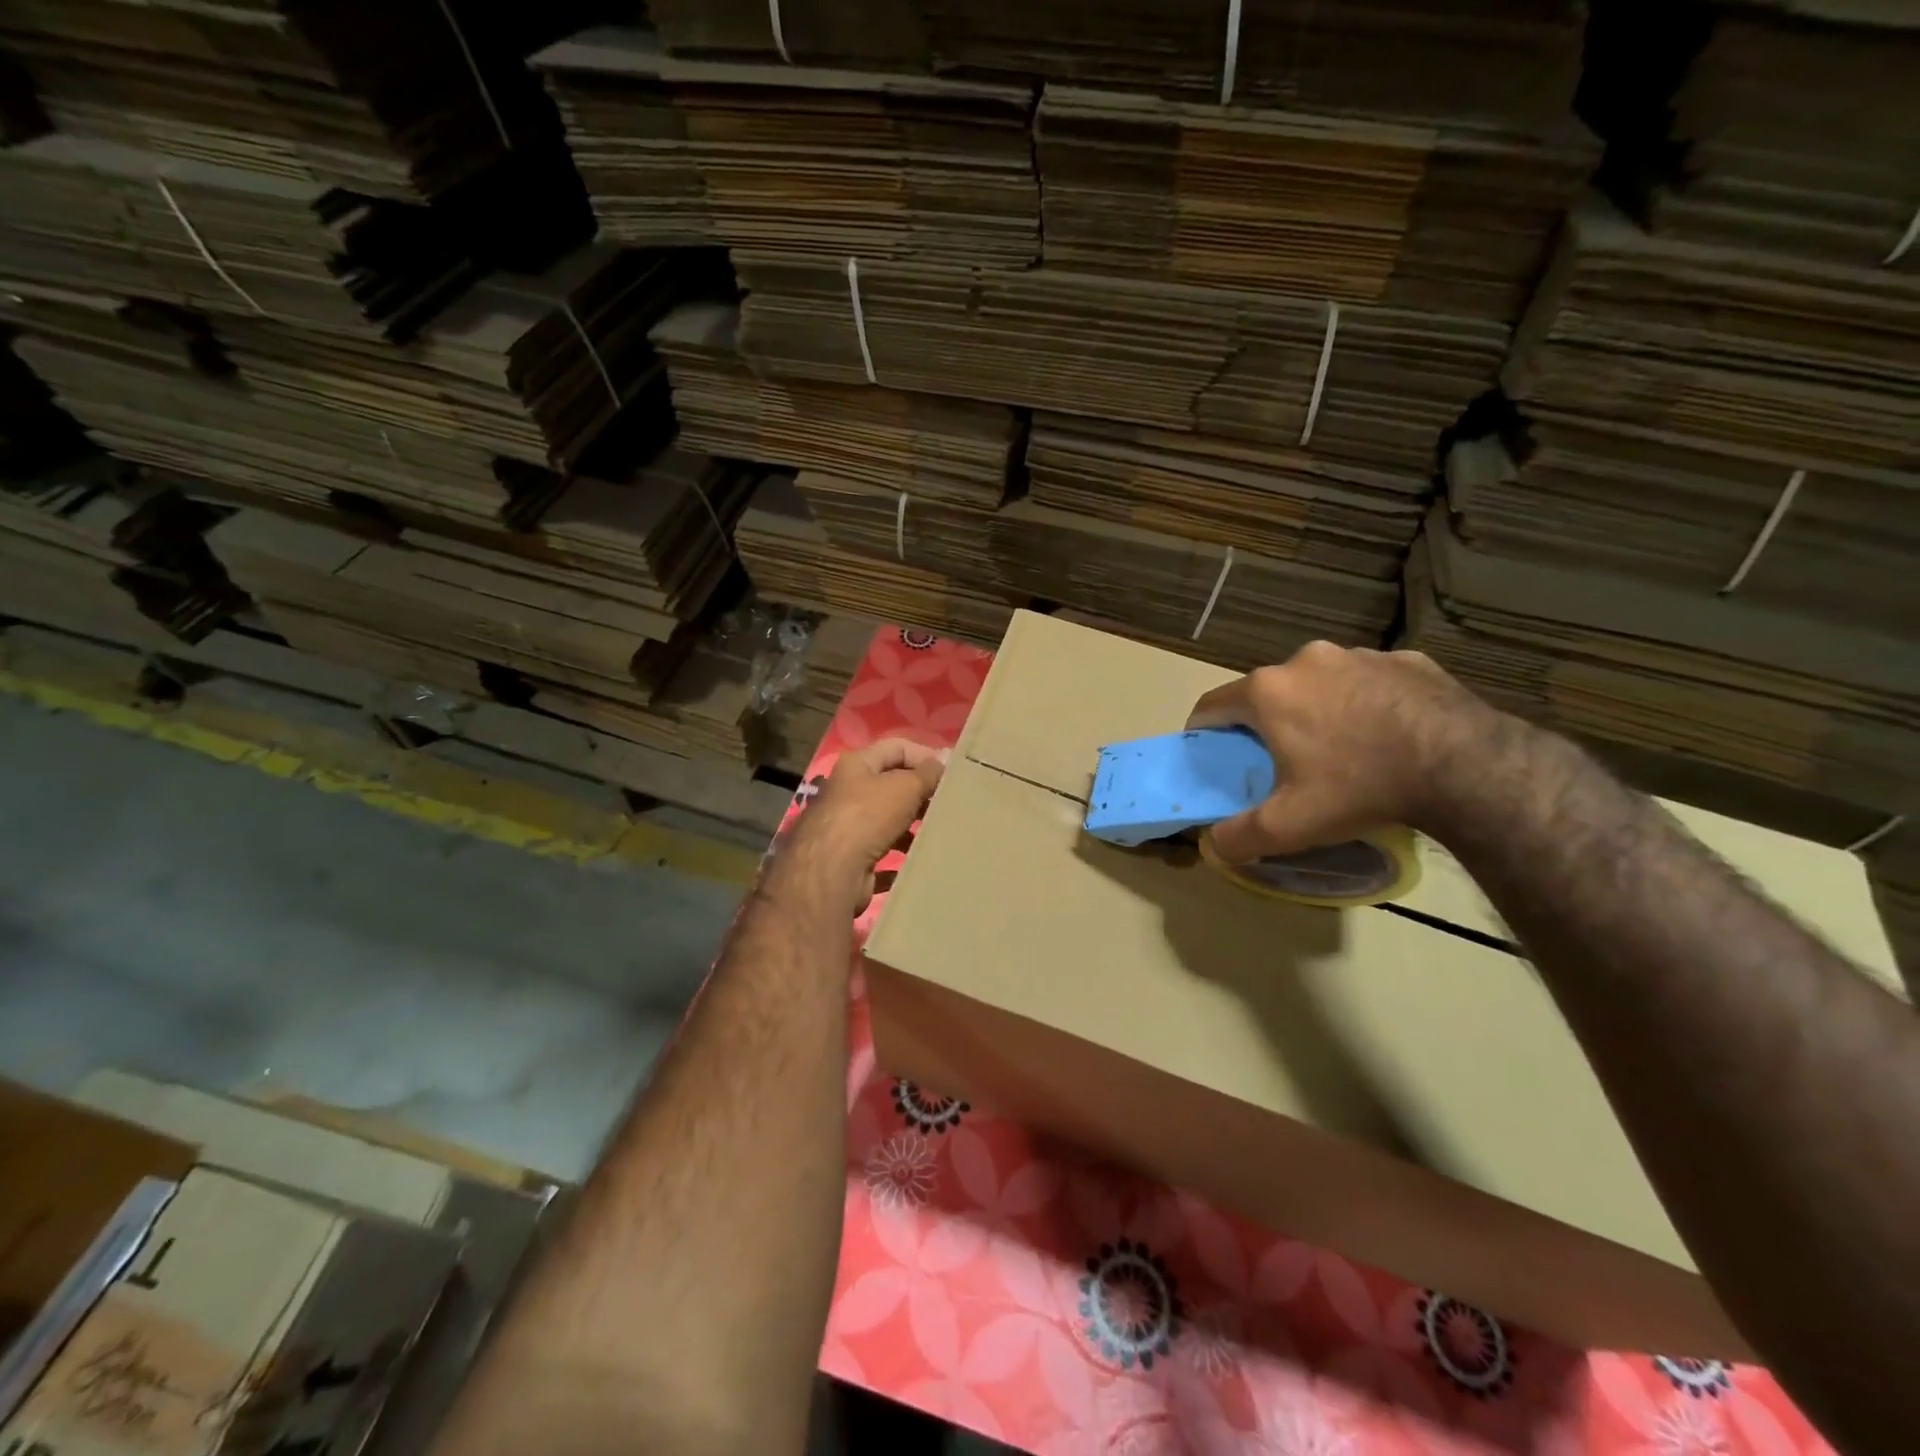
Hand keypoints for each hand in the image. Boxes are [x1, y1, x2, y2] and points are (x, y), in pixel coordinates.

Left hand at [777, 738, 946, 913]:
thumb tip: (947, 757)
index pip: (897, 747)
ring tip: (940, 833)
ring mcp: (847, 827)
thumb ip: (928, 773)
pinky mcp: (851, 859)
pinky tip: (921, 861)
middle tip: (949, 805)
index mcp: (857, 765)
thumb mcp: (905, 787)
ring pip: (888, 821)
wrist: (832, 872)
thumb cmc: (868, 817)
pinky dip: (901, 857)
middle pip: (892, 785)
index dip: (925, 756)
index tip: (952, 773)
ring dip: (913, 827)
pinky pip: (883, 854)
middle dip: (920, 793)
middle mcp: (848, 792)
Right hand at [1186, 641, 1496, 862]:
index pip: (1213, 705)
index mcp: (1268, 691)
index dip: (1204, 731)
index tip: (1211, 753)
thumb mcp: (1290, 825)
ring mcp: (1360, 655)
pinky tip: (1386, 736)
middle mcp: (1306, 660)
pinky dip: (1365, 703)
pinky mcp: (1408, 659)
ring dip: (1316, 709)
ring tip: (1340, 749)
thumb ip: (1238, 836)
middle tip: (1280, 760)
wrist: (1466, 765)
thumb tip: (1212, 845)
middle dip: (1266, 722)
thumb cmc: (1360, 786)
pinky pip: (1369, 681)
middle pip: (1268, 692)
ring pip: (1319, 683)